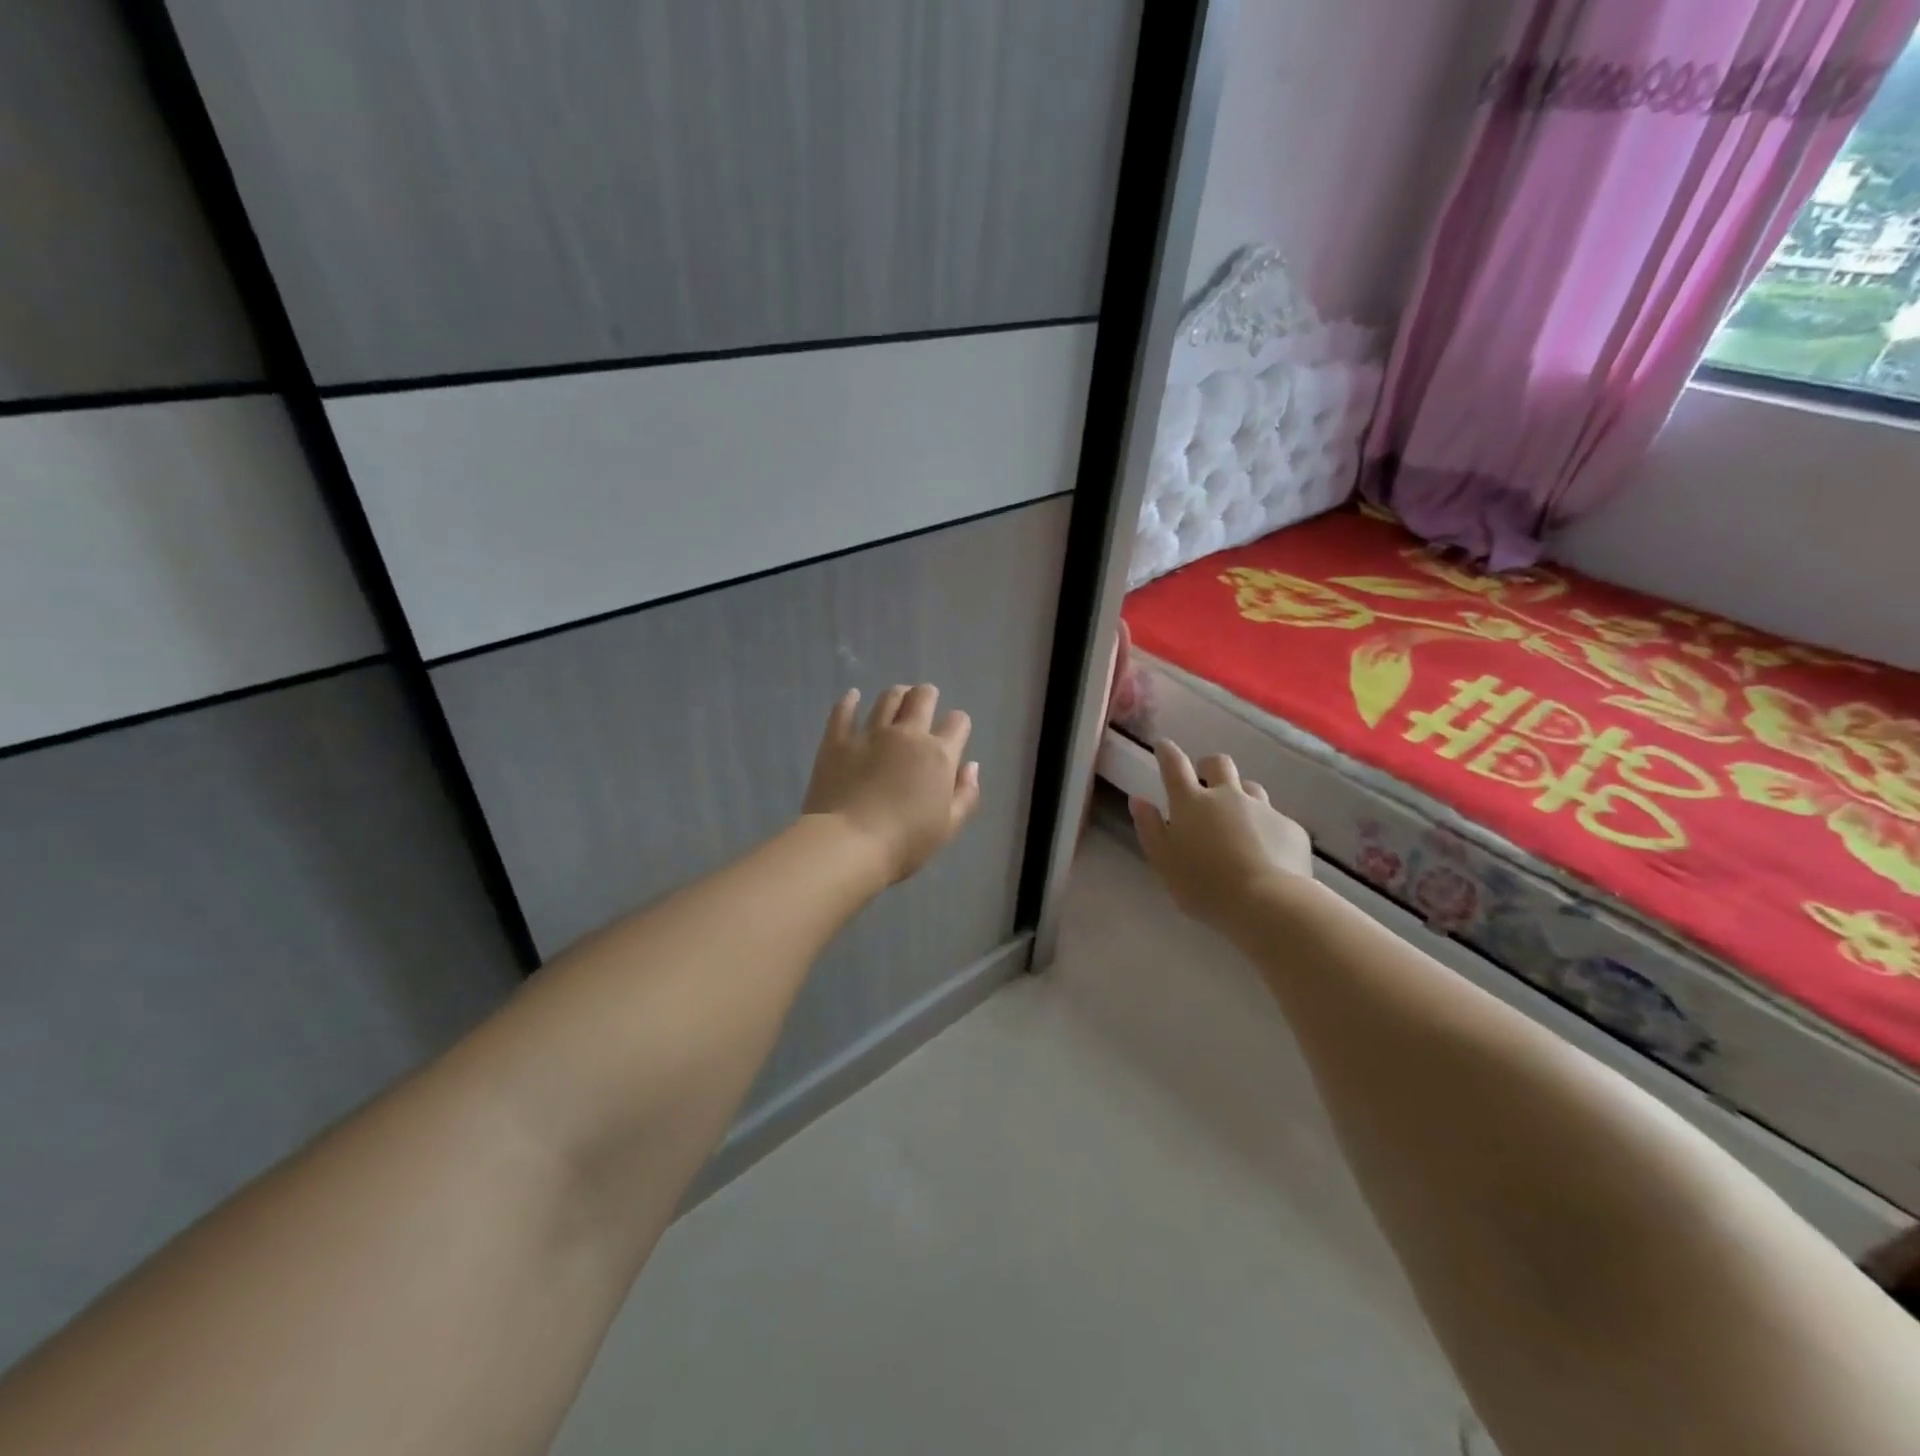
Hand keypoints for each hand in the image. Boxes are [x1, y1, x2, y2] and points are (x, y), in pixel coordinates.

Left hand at [802, 684, 981, 884]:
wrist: (849, 844)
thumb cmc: (905, 842)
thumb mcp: (948, 827)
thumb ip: (965, 794)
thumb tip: (970, 766)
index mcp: (939, 755)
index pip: (958, 723)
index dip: (958, 725)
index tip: (954, 733)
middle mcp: (907, 734)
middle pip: (922, 698)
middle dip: (928, 695)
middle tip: (925, 701)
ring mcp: (870, 734)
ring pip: (887, 699)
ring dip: (896, 695)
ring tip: (897, 698)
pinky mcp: (837, 741)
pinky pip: (843, 712)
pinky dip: (850, 701)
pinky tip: (852, 696)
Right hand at [1129, 741, 1312, 930]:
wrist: (1269, 903)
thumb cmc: (1204, 886)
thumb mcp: (1164, 862)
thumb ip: (1150, 828)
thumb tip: (1139, 800)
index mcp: (1191, 803)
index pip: (1174, 765)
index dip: (1167, 752)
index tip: (1163, 746)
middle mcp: (1227, 796)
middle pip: (1218, 764)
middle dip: (1208, 766)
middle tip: (1204, 781)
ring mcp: (1263, 809)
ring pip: (1250, 788)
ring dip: (1241, 796)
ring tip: (1238, 821)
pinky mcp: (1291, 828)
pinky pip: (1276, 820)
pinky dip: (1267, 829)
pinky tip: (1267, 854)